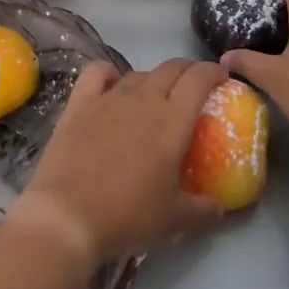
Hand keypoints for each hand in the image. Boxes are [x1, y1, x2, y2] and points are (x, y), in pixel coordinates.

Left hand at [14, 59, 227, 266]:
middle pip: (170, 68)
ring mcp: (108, 98)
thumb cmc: (128, 215)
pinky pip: (96, 73)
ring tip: (154, 97)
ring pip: (137, 73)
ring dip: (152, 79)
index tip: (221, 77)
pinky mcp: (78, 105)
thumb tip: (220, 208)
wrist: (67, 216)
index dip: (213, 71)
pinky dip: (109, 73)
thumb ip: (204, 210)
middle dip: (187, 71)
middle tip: (193, 86)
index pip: (199, 79)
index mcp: (173, 120)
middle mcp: (143, 99)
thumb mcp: (175, 220)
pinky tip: (111, 84)